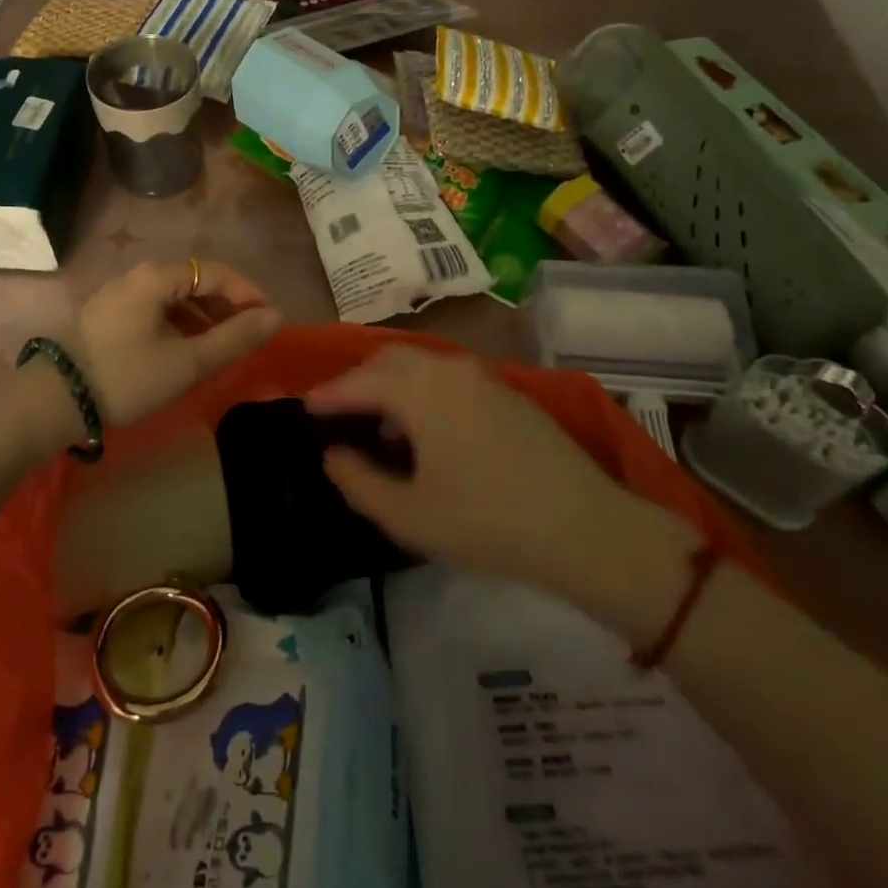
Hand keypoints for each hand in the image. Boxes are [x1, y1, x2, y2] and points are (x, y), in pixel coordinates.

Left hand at [68, 260, 280, 427]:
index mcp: (158, 276)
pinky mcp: (107, 315)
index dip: (248, 293)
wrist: (52, 400)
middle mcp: (138, 275)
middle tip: (247, 335)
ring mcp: (119, 294)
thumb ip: (234, 338)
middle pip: (195, 280)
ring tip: (219, 347)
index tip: (269, 320)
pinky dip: (179, 324)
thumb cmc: (126, 376)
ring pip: (174, 296)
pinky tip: (184, 350)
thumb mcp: (187, 362)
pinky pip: (155, 309)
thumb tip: (276, 316)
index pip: (217, 272)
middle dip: (226, 305)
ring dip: (203, 316)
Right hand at [307, 349, 692, 616]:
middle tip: (337, 411)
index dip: (327, 395)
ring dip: (391, 385)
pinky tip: (426, 430)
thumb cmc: (486, 522)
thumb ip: (359, 481)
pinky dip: (422, 390)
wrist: (583, 525)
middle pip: (388, 361)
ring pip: (420, 365)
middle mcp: (446, 369)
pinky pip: (447, 377)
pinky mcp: (505, 391)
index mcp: (418, 389)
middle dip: (357, 381)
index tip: (303, 407)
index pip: (358, 382)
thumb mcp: (409, 515)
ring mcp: (481, 376)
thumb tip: (332, 454)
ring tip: (380, 425)